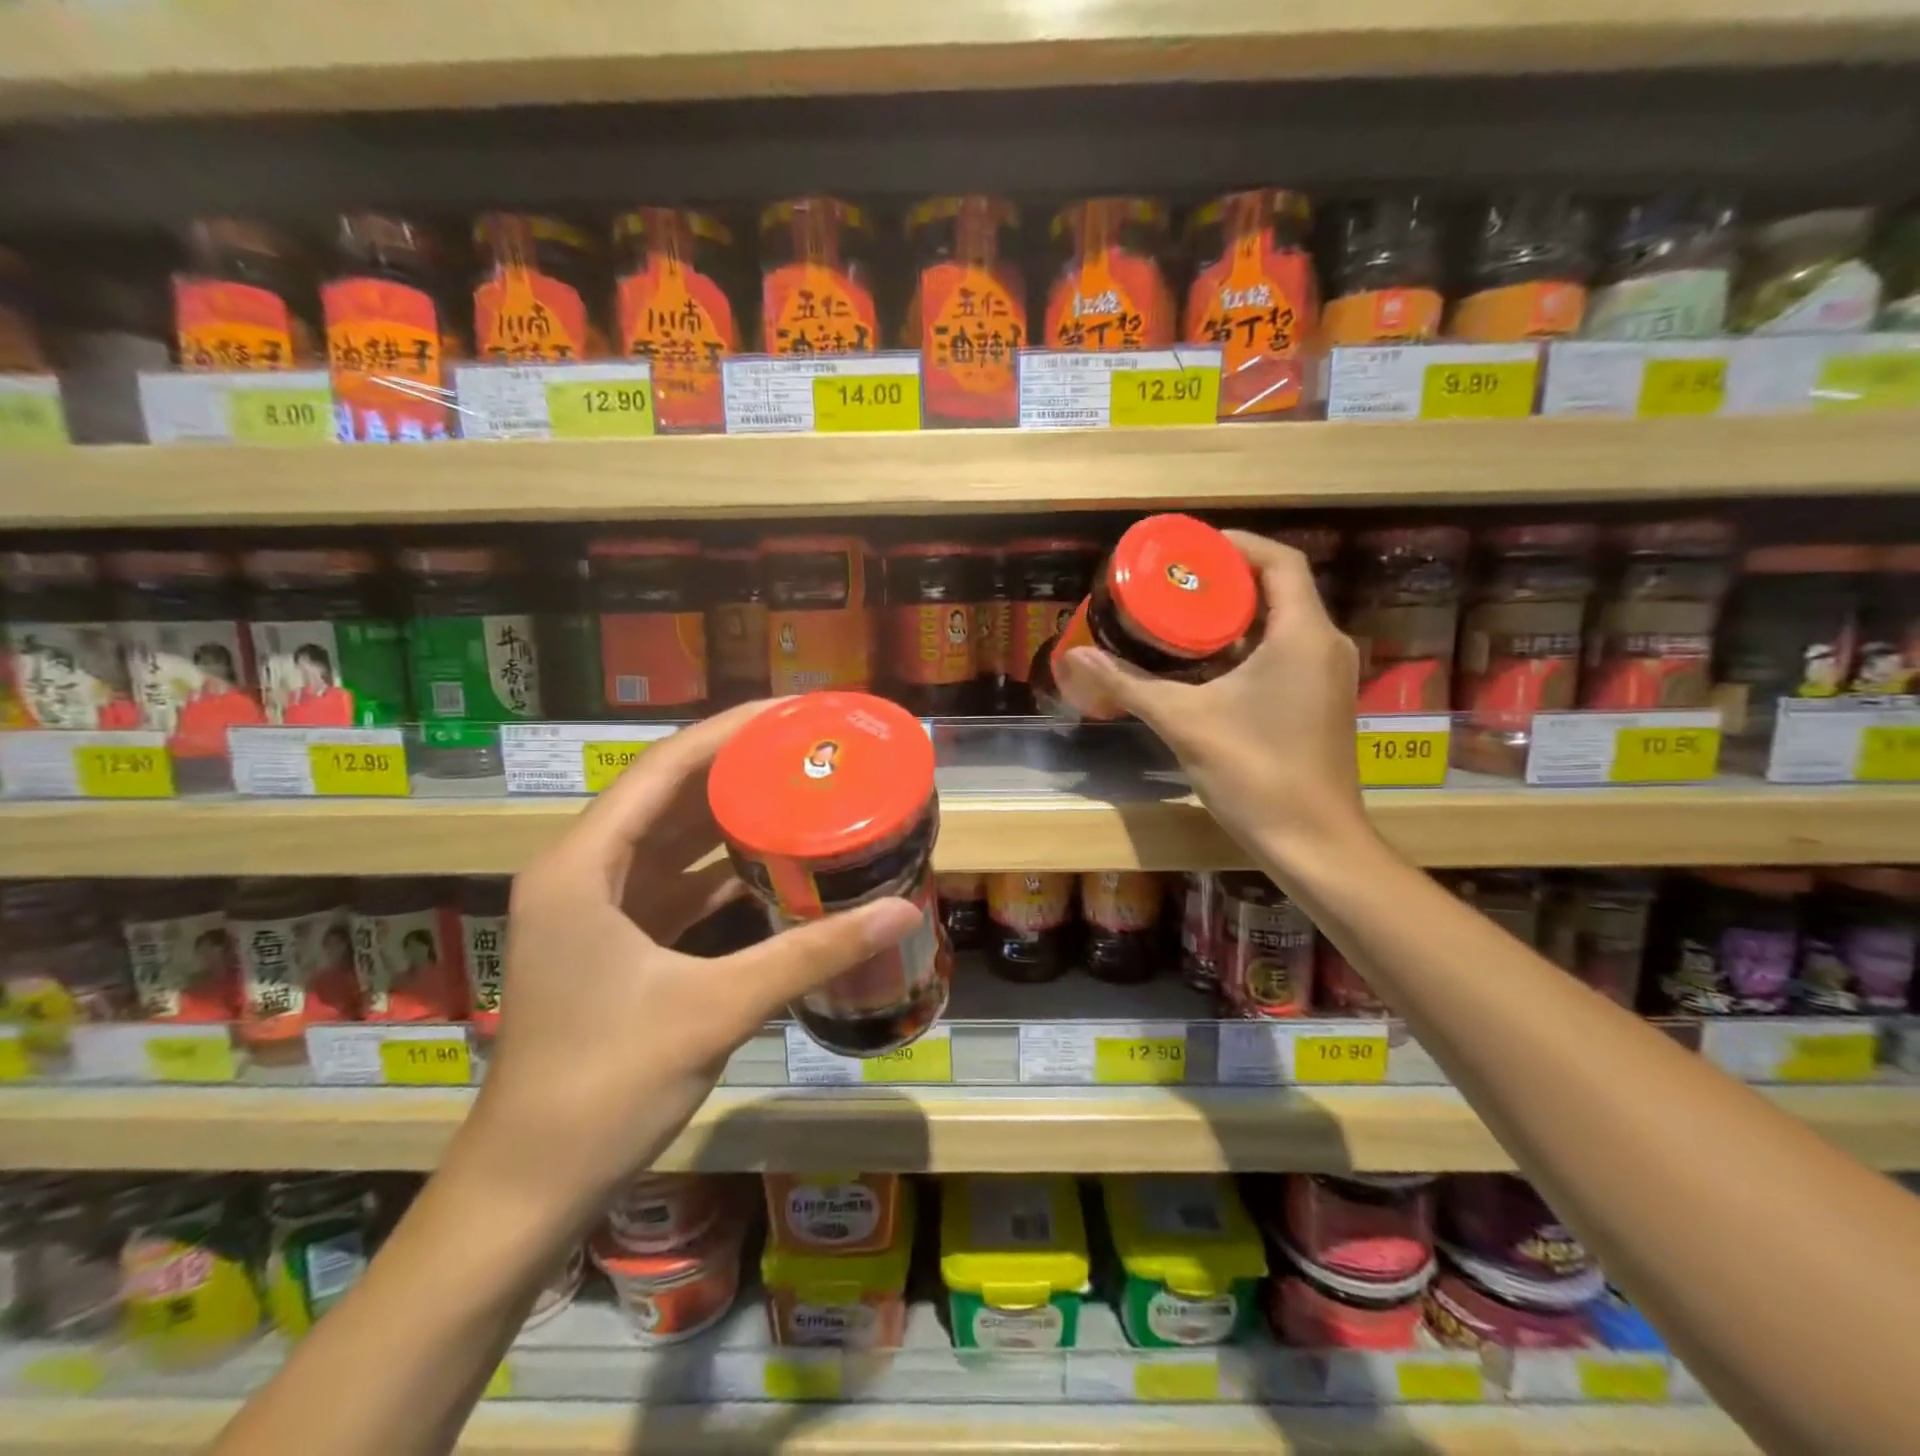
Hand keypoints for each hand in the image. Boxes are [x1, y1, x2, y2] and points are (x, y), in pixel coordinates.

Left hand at [458, 701, 923, 1226]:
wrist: (528, 1189)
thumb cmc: (605, 1088)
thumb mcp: (716, 1008)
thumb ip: (810, 953)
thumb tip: (902, 910)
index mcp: (583, 866)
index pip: (665, 768)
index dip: (731, 732)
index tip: (795, 712)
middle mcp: (581, 872)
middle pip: (668, 795)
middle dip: (738, 767)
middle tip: (809, 748)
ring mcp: (592, 909)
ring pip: (669, 839)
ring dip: (728, 815)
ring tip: (797, 789)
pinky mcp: (609, 943)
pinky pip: (671, 883)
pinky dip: (717, 868)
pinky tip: (769, 862)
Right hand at [1056, 531, 1371, 870]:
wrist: (1313, 842)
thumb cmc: (1254, 773)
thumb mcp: (1183, 722)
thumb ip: (1128, 685)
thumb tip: (1076, 655)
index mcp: (1302, 635)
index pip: (1279, 561)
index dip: (1235, 545)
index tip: (1189, 550)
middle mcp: (1325, 645)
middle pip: (1279, 589)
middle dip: (1225, 582)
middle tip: (1172, 585)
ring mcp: (1328, 676)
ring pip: (1281, 624)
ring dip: (1235, 617)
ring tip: (1180, 618)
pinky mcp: (1322, 702)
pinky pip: (1285, 653)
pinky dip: (1247, 647)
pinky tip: (1205, 665)